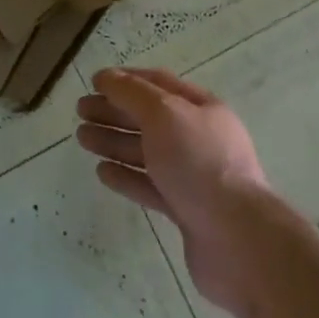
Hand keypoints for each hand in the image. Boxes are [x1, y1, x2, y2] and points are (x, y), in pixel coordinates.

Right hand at [76, 67, 270, 312]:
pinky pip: (150, 186)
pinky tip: (102, 172)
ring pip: (146, 152)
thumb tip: (107, 77)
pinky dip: (126, 176)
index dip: (126, 79)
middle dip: (114, 111)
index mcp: (201, 109)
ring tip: (82, 138)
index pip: (158, 84)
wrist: (238, 240)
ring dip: (114, 141)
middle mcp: (198, 138)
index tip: (94, 81)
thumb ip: (133, 93)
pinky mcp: (186, 211)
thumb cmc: (200, 163)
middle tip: (80, 111)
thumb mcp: (164, 114)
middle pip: (149, 118)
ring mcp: (193, 176)